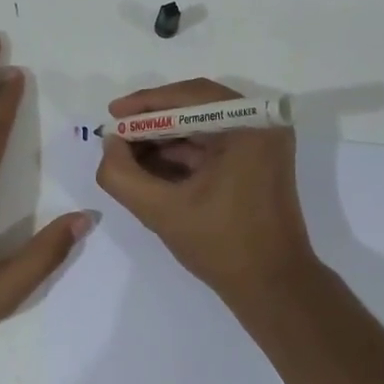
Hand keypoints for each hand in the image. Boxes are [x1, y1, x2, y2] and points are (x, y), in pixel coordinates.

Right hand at [95, 79, 317, 303]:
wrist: (273, 287)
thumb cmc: (222, 245)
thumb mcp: (162, 210)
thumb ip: (122, 175)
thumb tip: (110, 143)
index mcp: (249, 126)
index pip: (190, 96)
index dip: (146, 103)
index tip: (113, 115)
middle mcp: (262, 125)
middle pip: (196, 108)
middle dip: (153, 123)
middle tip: (116, 136)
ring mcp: (263, 144)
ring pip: (202, 127)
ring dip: (165, 140)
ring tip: (127, 155)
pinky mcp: (258, 163)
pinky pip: (214, 146)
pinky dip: (183, 154)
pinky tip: (151, 168)